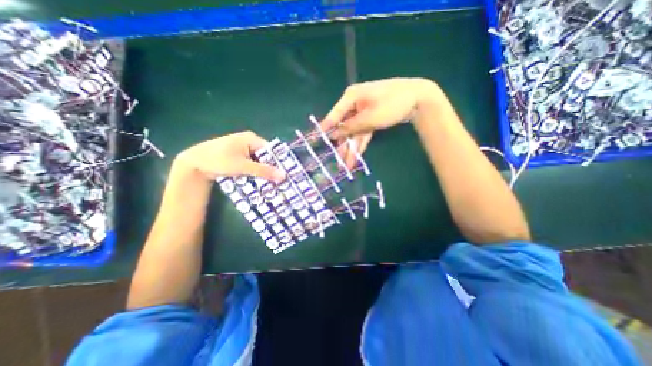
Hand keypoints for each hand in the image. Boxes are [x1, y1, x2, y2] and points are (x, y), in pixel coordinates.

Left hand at [174, 129, 285, 182]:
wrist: (194, 164)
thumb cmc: (219, 160)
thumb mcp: (243, 166)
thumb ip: (264, 171)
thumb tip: (284, 175)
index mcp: (252, 138)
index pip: (272, 150)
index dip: (279, 161)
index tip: (285, 174)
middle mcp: (249, 141)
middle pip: (266, 155)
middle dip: (272, 167)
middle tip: (280, 180)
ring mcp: (243, 148)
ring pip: (260, 160)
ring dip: (264, 170)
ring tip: (273, 182)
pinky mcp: (239, 155)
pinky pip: (252, 162)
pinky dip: (256, 170)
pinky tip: (260, 179)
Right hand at [322, 78, 439, 166]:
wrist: (417, 99)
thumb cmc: (391, 104)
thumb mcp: (369, 117)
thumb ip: (350, 127)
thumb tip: (333, 135)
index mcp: (351, 98)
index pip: (334, 115)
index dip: (325, 129)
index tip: (315, 140)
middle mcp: (354, 105)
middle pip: (344, 128)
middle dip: (341, 146)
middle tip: (337, 161)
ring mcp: (363, 113)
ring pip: (353, 133)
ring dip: (351, 149)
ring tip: (346, 165)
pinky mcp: (371, 120)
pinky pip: (362, 134)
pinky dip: (360, 145)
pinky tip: (355, 157)